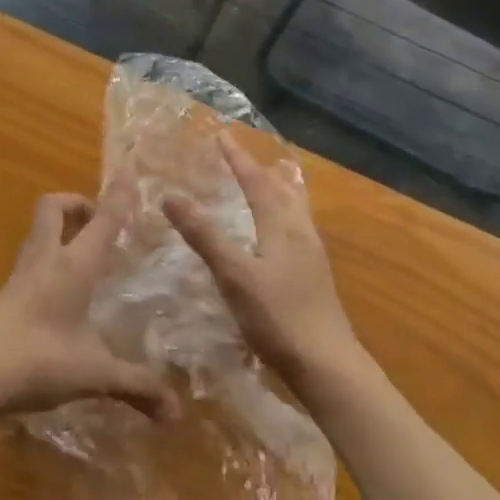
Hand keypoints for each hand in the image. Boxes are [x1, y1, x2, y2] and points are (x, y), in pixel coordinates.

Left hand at [0, 184, 177, 421]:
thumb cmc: (38, 361)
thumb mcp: (95, 374)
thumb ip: (136, 387)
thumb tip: (176, 412)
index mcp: (74, 264)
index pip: (103, 218)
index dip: (118, 194)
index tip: (131, 171)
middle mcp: (46, 259)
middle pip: (54, 207)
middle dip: (78, 204)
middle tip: (101, 224)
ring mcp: (20, 276)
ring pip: (39, 232)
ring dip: (61, 230)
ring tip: (86, 255)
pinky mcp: (5, 296)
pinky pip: (31, 261)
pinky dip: (49, 261)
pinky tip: (61, 293)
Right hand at [163, 130, 362, 395]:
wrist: (327, 364)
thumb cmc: (279, 317)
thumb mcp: (235, 275)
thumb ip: (205, 236)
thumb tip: (171, 196)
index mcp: (282, 225)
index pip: (256, 181)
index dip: (237, 158)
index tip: (221, 135)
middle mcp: (301, 232)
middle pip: (282, 189)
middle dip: (259, 169)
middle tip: (240, 156)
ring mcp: (311, 254)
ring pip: (294, 209)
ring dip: (276, 190)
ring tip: (265, 182)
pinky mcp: (314, 275)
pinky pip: (296, 228)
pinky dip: (282, 214)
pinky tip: (277, 234)